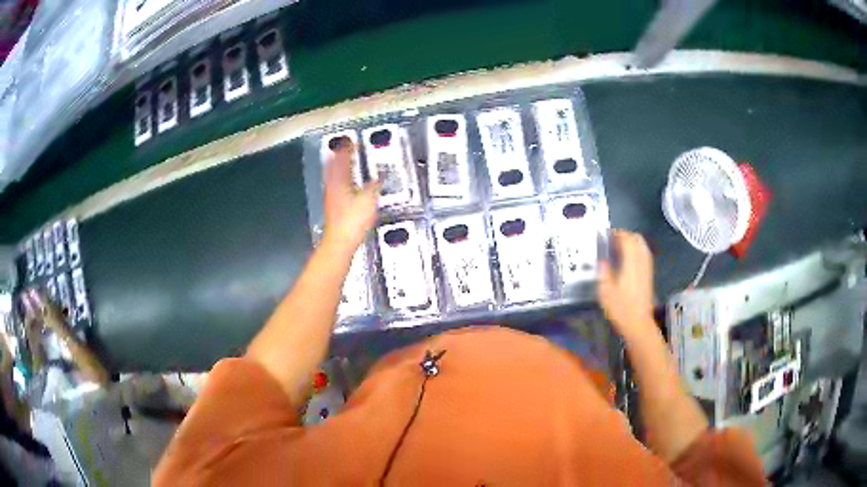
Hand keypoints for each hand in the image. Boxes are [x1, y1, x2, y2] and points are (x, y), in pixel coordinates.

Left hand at [322, 140, 378, 252]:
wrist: (340, 242)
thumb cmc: (351, 221)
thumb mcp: (369, 199)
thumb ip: (374, 186)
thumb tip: (378, 179)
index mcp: (340, 181)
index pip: (342, 159)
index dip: (346, 149)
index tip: (350, 141)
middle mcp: (332, 187)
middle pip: (334, 166)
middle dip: (339, 156)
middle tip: (344, 148)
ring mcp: (331, 197)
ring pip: (333, 176)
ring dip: (338, 167)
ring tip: (342, 161)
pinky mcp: (333, 207)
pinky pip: (335, 187)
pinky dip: (339, 181)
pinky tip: (345, 185)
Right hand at [598, 230, 656, 337]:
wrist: (638, 323)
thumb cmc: (620, 308)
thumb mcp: (605, 290)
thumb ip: (603, 270)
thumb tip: (601, 258)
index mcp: (631, 262)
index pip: (626, 238)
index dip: (615, 234)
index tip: (605, 235)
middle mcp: (641, 261)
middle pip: (636, 238)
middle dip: (624, 236)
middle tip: (611, 241)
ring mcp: (647, 267)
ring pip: (641, 245)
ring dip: (630, 243)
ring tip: (618, 249)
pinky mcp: (648, 274)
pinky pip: (643, 254)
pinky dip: (635, 251)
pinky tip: (626, 260)